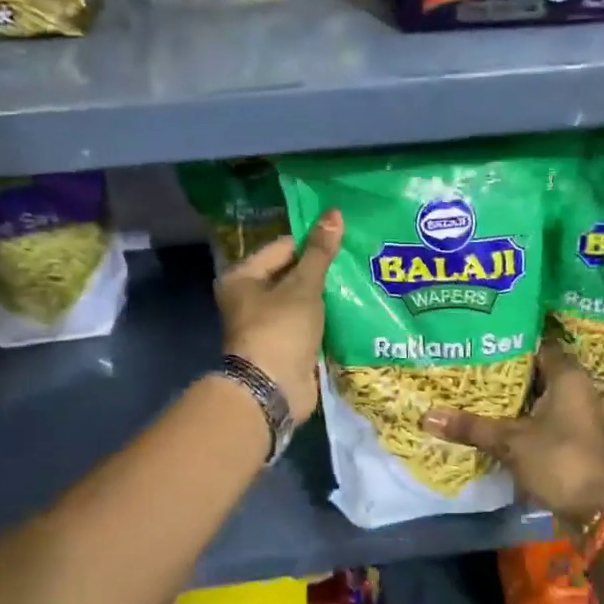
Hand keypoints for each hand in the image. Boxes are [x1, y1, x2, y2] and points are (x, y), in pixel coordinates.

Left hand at [216, 209, 341, 423]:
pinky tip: (353, 307)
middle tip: (357, 257)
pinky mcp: (286, 345)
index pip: (283, 246)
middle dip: (322, 268)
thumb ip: (320, 252)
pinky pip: (309, 322)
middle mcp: (250, 298)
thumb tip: (334, 213)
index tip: (345, 238)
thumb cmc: (281, 329)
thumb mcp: (303, 286)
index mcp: (243, 277)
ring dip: (326, 294)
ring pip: (302, 299)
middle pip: (292, 272)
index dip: (313, 241)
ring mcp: (268, 324)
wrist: (272, 390)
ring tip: (360, 278)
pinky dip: (326, 316)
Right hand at [421, 337, 603, 524]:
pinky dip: (521, 414)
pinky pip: (543, 414)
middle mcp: (577, 388)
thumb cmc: (559, 461)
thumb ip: (471, 426)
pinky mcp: (573, 435)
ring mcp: (577, 413)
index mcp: (568, 376)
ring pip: (538, 394)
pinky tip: (493, 416)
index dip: (510, 339)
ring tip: (474, 385)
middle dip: (505, 368)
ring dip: (513, 394)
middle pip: (536, 369)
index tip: (480, 338)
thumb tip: (426, 416)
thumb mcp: (510, 442)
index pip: (538, 343)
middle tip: (469, 360)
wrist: (597, 510)